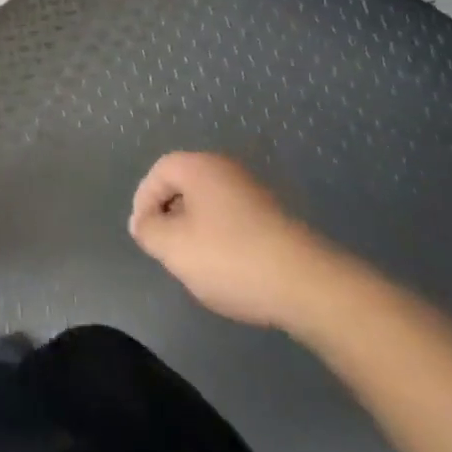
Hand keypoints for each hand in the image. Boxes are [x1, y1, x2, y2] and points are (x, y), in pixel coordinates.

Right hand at [129, 152, 346, 330]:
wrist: (308, 285)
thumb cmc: (231, 258)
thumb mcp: (174, 248)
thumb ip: (149, 231)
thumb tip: (144, 223)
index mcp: (200, 166)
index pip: (158, 173)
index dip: (144, 202)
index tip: (143, 236)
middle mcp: (227, 170)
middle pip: (185, 186)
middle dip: (170, 217)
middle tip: (167, 250)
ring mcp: (255, 193)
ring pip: (210, 206)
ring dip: (196, 231)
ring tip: (196, 265)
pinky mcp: (275, 218)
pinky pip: (234, 221)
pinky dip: (223, 241)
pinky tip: (229, 271)